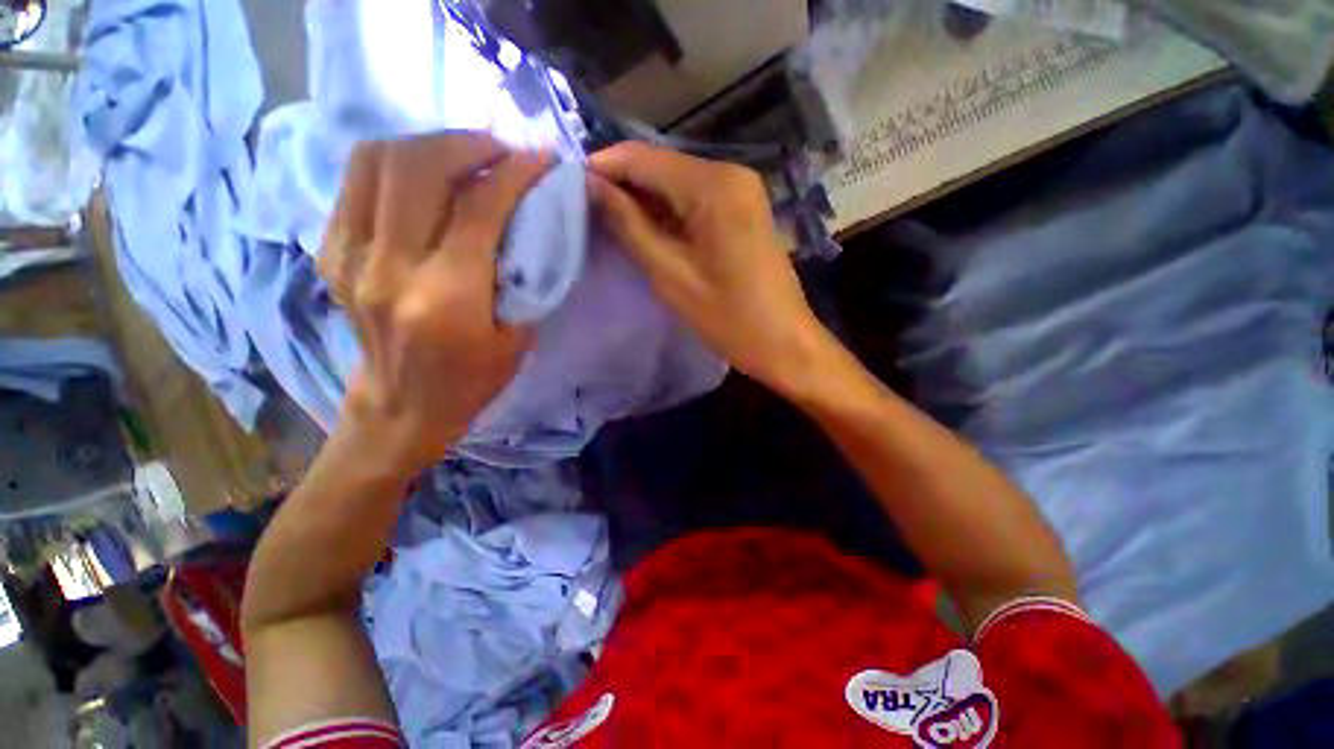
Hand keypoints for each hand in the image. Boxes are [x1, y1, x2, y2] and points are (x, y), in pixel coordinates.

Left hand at [318, 132, 549, 474]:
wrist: (402, 407)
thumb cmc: (472, 382)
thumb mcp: (518, 338)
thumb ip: (524, 277)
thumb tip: (530, 223)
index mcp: (446, 297)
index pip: (479, 208)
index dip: (516, 173)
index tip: (542, 159)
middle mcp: (389, 267)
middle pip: (419, 167)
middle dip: (469, 143)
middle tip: (502, 149)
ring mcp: (349, 256)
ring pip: (378, 161)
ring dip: (428, 144)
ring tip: (465, 154)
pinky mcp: (332, 252)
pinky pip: (357, 181)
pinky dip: (396, 163)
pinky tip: (426, 176)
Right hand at [588, 142, 831, 394]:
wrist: (785, 343)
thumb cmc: (729, 319)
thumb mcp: (671, 276)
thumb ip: (629, 226)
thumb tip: (591, 187)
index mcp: (714, 185)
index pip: (642, 158)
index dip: (602, 169)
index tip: (568, 191)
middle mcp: (729, 173)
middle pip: (660, 167)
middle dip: (621, 187)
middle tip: (585, 213)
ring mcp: (740, 190)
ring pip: (675, 184)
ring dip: (642, 202)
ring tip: (608, 225)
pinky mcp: (742, 209)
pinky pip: (694, 200)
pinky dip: (667, 213)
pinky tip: (645, 231)